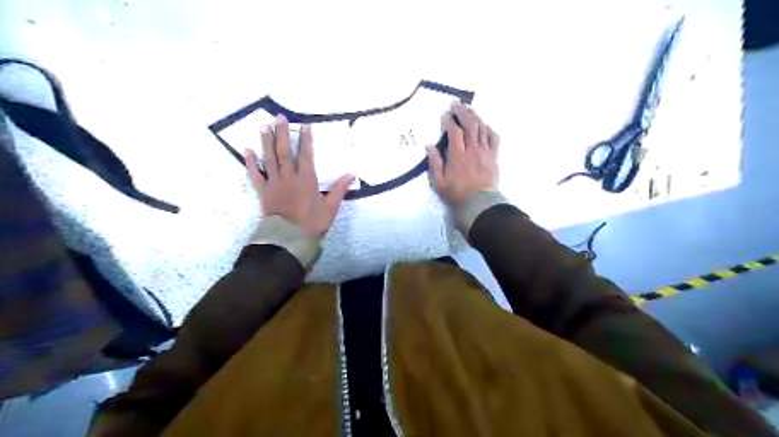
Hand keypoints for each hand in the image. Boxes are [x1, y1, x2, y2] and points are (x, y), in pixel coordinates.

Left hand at [242, 114, 354, 237]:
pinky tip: (246, 151)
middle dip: (282, 134)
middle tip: (279, 117)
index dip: (305, 140)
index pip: (306, 155)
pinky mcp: (263, 192)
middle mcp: (289, 177)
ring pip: (269, 159)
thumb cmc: (312, 223)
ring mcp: (274, 183)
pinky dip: (250, 163)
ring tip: (263, 126)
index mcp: (306, 180)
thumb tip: (352, 173)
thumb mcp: (330, 208)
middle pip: (284, 152)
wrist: (288, 238)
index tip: (304, 125)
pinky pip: (255, 175)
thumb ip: (340, 189)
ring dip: (266, 142)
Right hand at [425, 100, 499, 206]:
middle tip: (456, 103)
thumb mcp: (439, 183)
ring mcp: (485, 152)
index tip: (445, 114)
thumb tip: (429, 146)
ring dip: (475, 116)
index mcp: (458, 156)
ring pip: (482, 128)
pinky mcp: (493, 156)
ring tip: (469, 109)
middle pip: (469, 124)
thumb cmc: (456, 195)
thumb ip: (435, 163)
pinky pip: (493, 138)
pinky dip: (488, 129)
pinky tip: (484, 125)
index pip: (454, 131)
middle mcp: (472, 150)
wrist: (479, 204)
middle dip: (462, 112)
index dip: (449, 120)